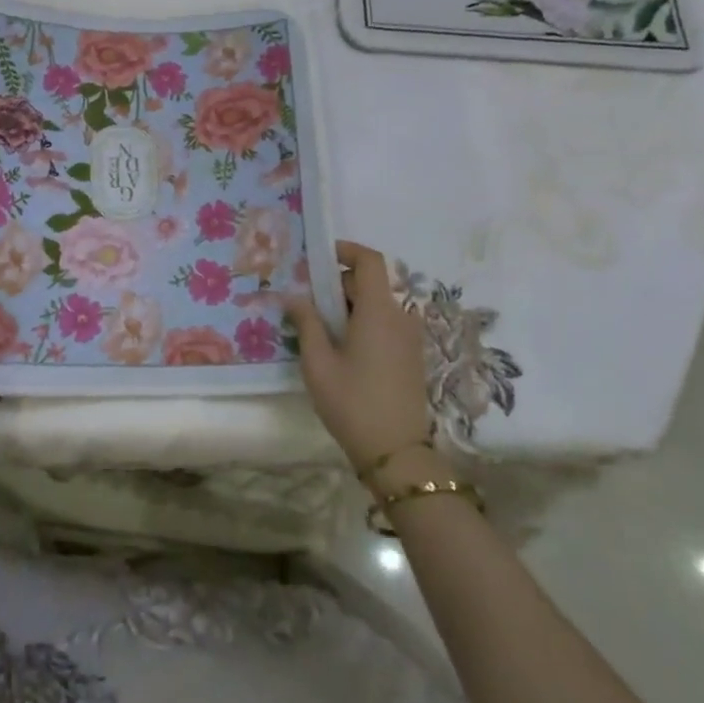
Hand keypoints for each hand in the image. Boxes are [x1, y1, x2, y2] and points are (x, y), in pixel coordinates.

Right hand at [283, 240, 444, 474]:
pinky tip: (338, 348)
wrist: (396, 452)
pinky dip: (361, 323)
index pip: (370, 260)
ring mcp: (409, 337)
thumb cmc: (352, 402)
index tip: (318, 257)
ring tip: (316, 328)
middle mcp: (400, 316)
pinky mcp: (410, 356)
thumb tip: (293, 296)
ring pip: (376, 305)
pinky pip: (384, 324)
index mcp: (379, 311)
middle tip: (304, 301)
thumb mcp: (318, 362)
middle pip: (369, 283)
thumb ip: (306, 322)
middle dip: (336, 285)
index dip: (346, 250)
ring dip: (347, 307)